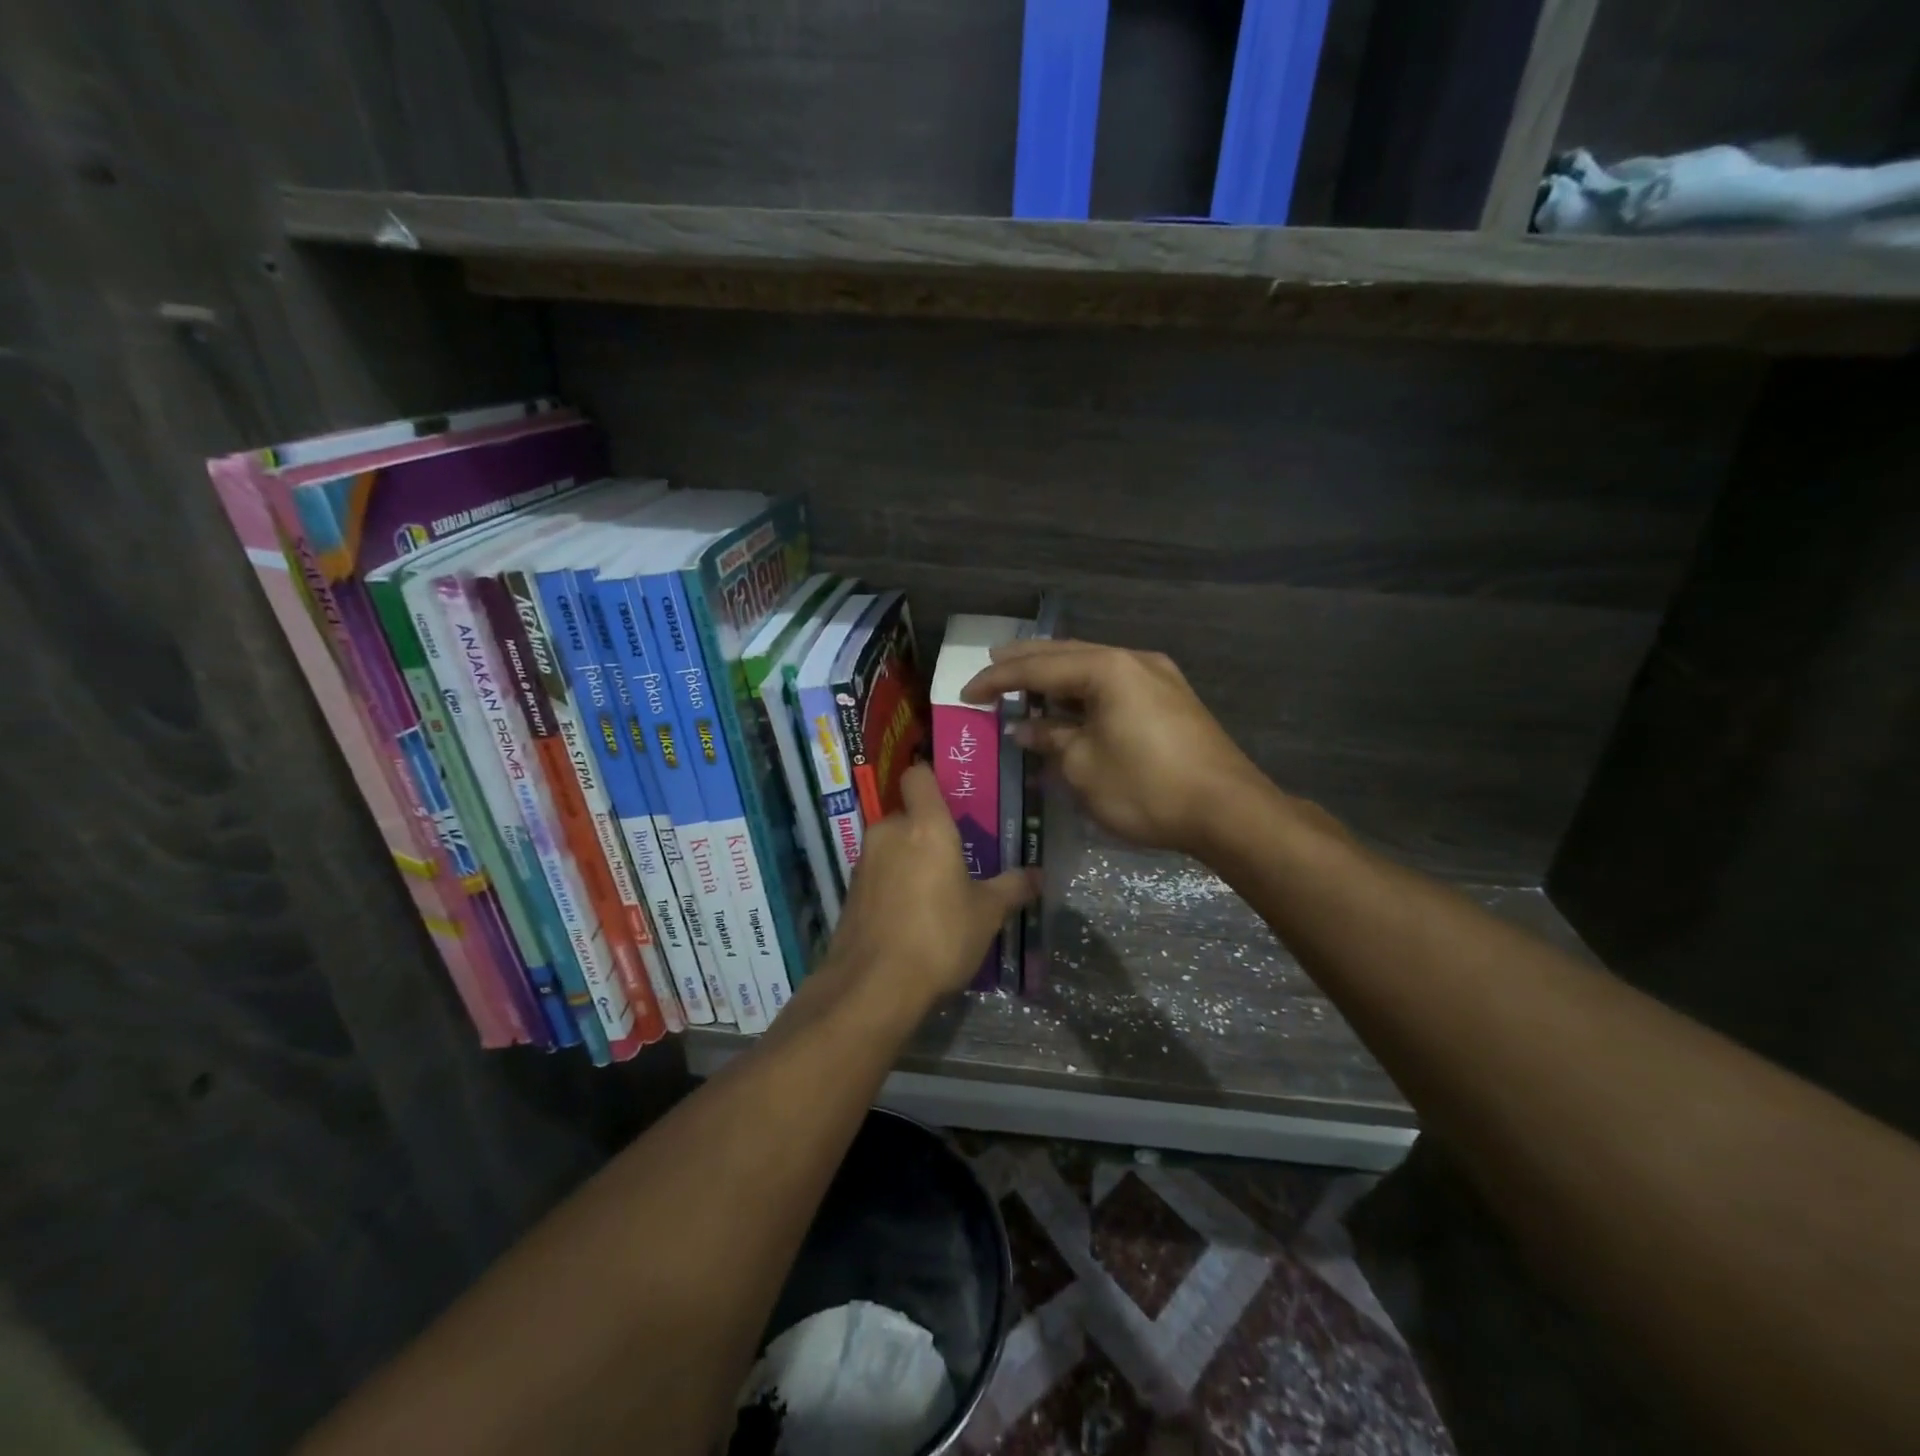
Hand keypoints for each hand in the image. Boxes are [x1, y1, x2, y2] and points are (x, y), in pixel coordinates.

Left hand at [822, 764, 1035, 1018]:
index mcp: (924, 826)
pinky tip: (911, 917)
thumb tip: (1037, 875)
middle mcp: (888, 833)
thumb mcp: (986, 914)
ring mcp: (864, 863)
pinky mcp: (850, 892)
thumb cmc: (939, 936)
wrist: (873, 986)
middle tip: (956, 857)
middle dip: (928, 831)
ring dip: (910, 860)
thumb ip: (1012, 888)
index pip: (918, 776)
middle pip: (908, 815)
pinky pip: (879, 874)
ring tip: (936, 891)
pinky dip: (893, 885)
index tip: (952, 798)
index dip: (932, 779)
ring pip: (892, 846)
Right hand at [962, 639, 1267, 855]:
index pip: (1037, 668)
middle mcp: (1133, 660)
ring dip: (1057, 675)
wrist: (1228, 811)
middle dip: (1026, 662)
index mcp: (1107, 668)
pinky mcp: (1171, 699)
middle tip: (991, 663)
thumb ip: (1050, 738)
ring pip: (1094, 667)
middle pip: (1067, 654)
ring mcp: (1157, 677)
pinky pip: (1114, 684)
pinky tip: (1070, 703)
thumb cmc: (1146, 787)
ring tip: (1025, 680)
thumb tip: (1026, 727)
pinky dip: (1084, 691)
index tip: (966, 693)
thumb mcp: (1084, 767)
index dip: (997, 680)